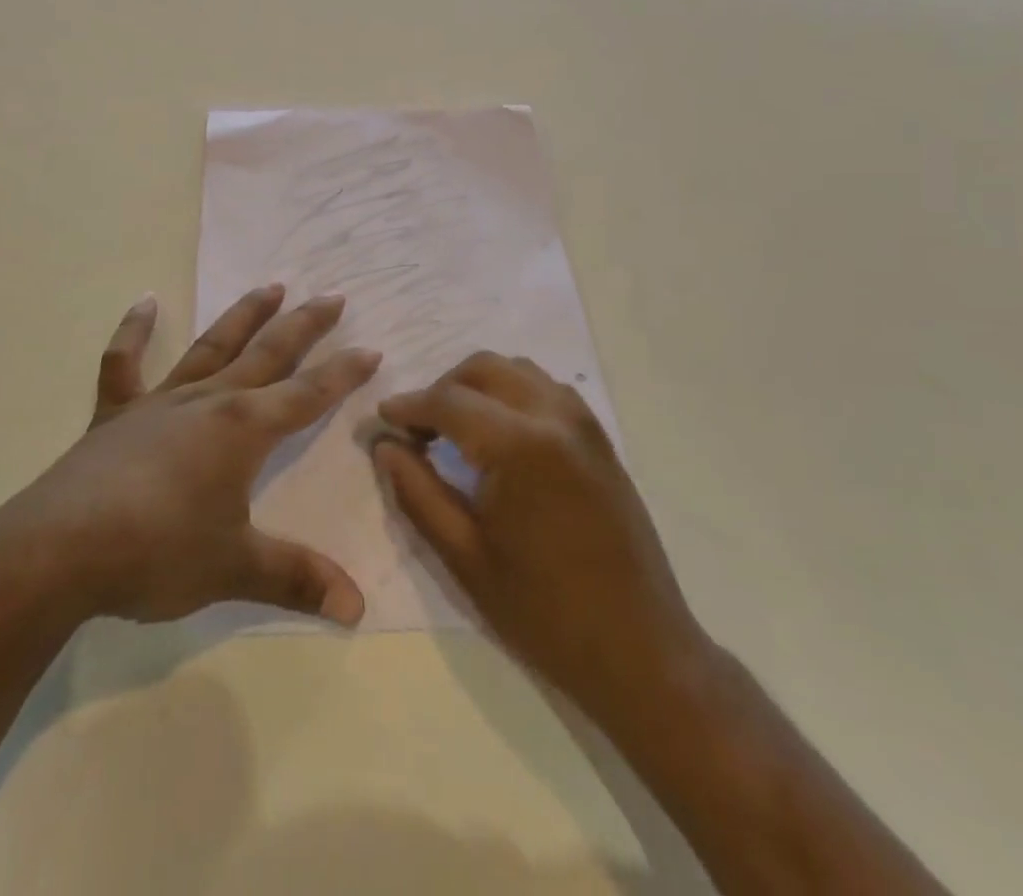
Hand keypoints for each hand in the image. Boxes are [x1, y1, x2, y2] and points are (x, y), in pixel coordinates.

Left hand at [0, 284, 379, 626]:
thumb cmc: (157, 553)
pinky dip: (134, 331)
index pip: (307, 394)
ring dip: (243, 316)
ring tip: (270, 286)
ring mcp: (160, 402)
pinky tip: (144, 301)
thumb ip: (296, 579)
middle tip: (332, 296)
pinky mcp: (116, 414)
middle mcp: (207, 401)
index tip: (371, 349)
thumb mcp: (235, 568)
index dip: (343, 373)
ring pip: (211, 346)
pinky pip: (125, 362)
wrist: (60, 550)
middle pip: (267, 354)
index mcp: (242, 429)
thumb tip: (356, 609)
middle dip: (304, 326)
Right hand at [372, 352, 711, 730]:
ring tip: (455, 430)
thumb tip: (383, 445)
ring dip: (478, 386)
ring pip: (516, 370)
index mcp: (520, 445)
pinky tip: (498, 436)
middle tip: (418, 430)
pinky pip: (546, 390)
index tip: (381, 420)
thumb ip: (416, 491)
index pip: (448, 400)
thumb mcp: (464, 556)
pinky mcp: (600, 439)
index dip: (408, 406)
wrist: (642, 653)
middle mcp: (554, 416)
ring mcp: (584, 424)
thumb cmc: (544, 613)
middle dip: (442, 388)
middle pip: (483, 368)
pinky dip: (511, 394)